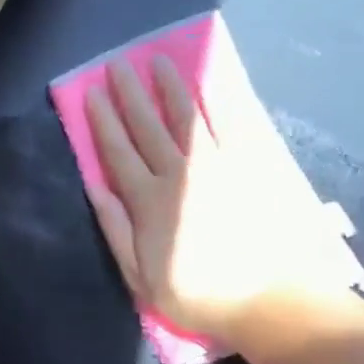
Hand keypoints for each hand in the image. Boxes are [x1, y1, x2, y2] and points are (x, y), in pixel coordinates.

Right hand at [85, 54, 362, 341]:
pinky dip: (216, 103)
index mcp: (148, 200)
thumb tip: (95, 186)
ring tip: (158, 61)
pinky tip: (208, 84)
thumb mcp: (141, 276)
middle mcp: (178, 173)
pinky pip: (228, 127)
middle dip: (129, 93)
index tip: (91, 92)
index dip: (102, 120)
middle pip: (147, 126)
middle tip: (117, 63)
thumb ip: (115, 228)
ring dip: (169, 87)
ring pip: (186, 117)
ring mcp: (216, 166)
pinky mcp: (247, 167)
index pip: (118, 150)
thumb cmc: (198, 294)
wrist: (271, 302)